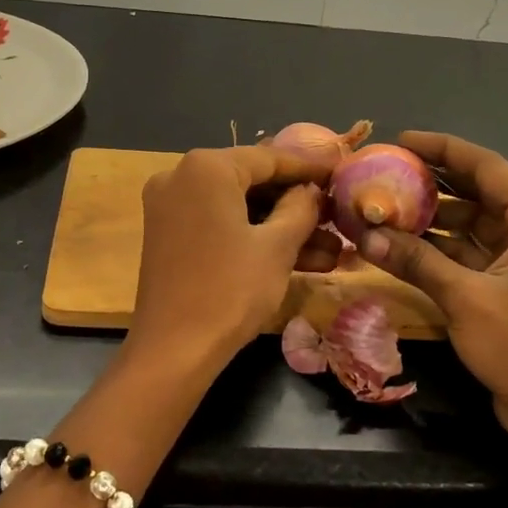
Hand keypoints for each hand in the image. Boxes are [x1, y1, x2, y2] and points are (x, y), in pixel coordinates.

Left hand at [129, 146, 338, 373]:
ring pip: (237, 207)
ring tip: (330, 250)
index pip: (269, 157)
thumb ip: (300, 208)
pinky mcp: (168, 234)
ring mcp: (170, 205)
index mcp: (206, 167)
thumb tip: (310, 190)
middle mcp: (181, 175)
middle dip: (297, 204)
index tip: (340, 173)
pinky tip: (298, 258)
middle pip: (251, 181)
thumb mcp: (277, 246)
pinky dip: (252, 237)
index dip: (309, 168)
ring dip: (280, 227)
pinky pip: (219, 223)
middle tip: (335, 217)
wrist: (173, 349)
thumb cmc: (230, 290)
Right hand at [357, 132, 507, 442]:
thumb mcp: (466, 299)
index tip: (400, 139)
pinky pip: (470, 253)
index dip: (441, 149)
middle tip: (381, 174)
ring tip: (380, 208)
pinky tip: (399, 245)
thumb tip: (365, 234)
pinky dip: (438, 249)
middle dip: (430, 184)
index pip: (485, 167)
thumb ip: (416, 260)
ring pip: (470, 224)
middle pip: (477, 192)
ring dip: (430, 220)